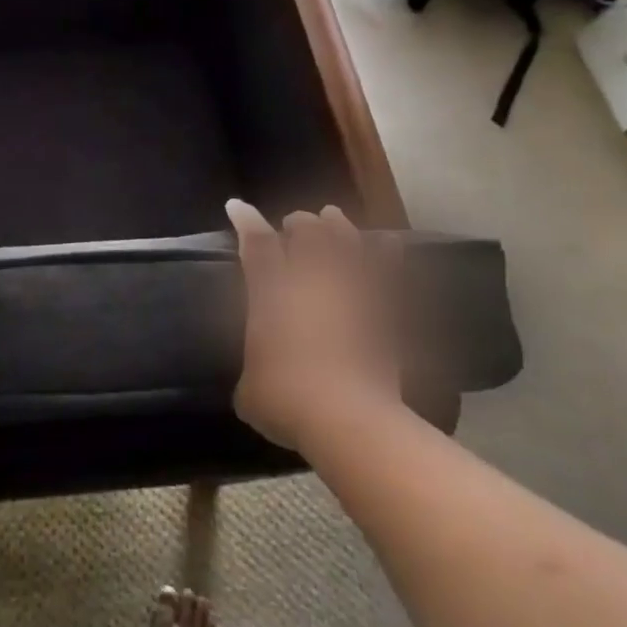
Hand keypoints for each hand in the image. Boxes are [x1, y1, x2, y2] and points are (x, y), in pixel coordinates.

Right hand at [224, 199, 406, 452]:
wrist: (348, 419)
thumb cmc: (285, 400)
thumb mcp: (249, 390)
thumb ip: (253, 371)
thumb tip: (257, 376)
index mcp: (271, 292)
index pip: (257, 243)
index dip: (246, 221)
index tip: (238, 207)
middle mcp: (311, 281)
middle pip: (307, 232)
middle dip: (298, 223)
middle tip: (295, 224)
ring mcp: (351, 292)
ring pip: (346, 241)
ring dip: (338, 226)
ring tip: (333, 218)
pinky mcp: (385, 312)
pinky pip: (387, 271)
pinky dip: (385, 255)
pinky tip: (387, 244)